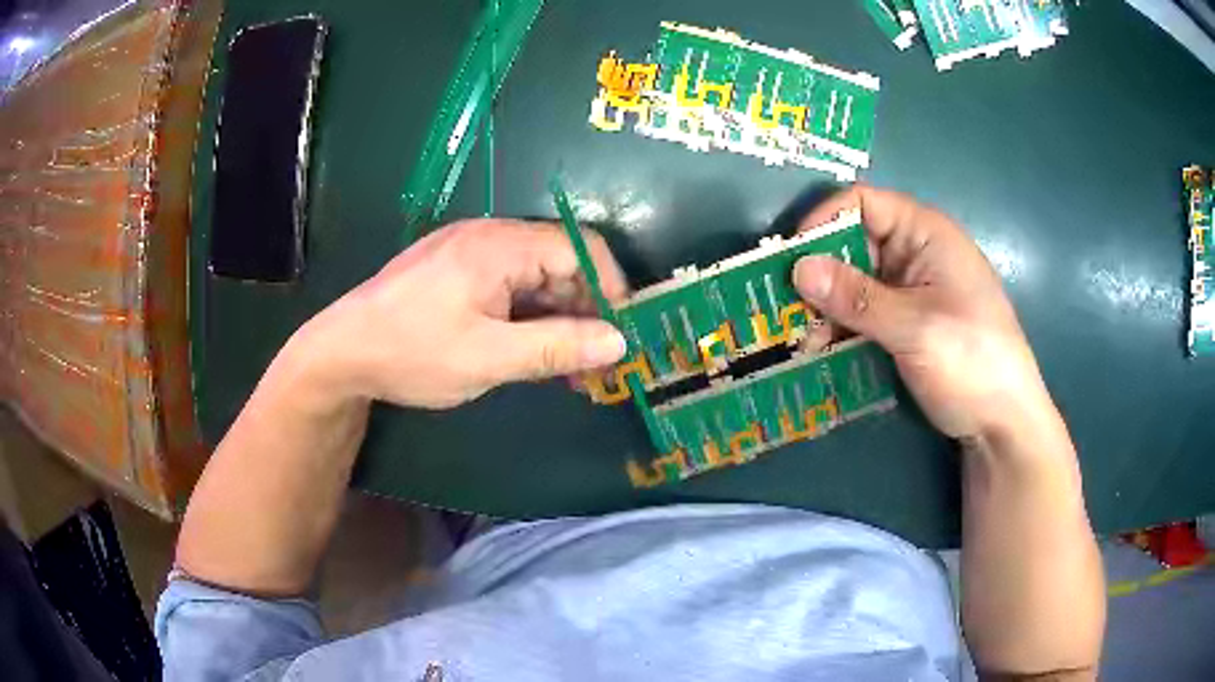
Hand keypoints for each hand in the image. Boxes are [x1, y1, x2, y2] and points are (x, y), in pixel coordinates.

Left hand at [289, 219, 628, 408]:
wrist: (340, 353)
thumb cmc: (412, 352)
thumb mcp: (488, 358)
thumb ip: (556, 347)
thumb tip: (619, 342)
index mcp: (499, 245)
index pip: (580, 248)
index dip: (611, 288)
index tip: (622, 334)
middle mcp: (489, 237)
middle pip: (560, 262)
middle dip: (586, 310)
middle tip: (597, 363)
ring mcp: (471, 253)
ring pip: (535, 278)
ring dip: (558, 318)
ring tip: (569, 368)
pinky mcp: (457, 272)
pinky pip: (509, 287)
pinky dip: (529, 317)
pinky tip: (533, 352)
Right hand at [793, 185, 1057, 440]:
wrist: (1003, 423)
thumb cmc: (972, 362)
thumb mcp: (915, 329)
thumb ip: (857, 297)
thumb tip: (798, 268)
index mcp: (926, 234)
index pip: (864, 203)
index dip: (824, 222)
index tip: (791, 260)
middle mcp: (915, 254)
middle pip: (853, 244)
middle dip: (820, 275)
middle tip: (789, 312)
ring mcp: (910, 290)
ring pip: (854, 283)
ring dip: (826, 309)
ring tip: (803, 343)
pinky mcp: (906, 323)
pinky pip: (864, 313)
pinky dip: (841, 329)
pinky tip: (822, 353)